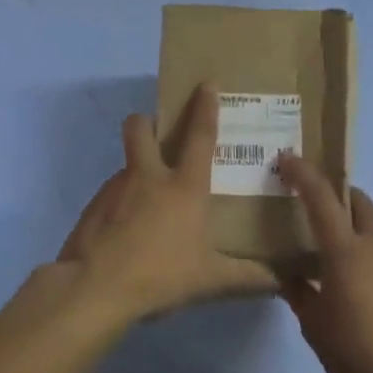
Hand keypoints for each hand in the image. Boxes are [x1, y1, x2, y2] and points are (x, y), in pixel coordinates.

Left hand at [56, 84, 278, 322]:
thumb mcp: (210, 280)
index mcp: (183, 187)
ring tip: (149, 207)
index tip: (206, 84)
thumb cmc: (160, 275)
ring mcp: (115, 188)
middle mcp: (147, 177)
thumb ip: (247, 277)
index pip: (199, 136)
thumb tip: (280, 281)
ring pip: (125, 164)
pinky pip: (111, 195)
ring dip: (137, 171)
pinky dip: (121, 205)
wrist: (94, 288)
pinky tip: (127, 233)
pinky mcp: (92, 207)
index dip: (204, 107)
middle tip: (159, 137)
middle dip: (148, 121)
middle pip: (140, 128)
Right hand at [277, 155, 372, 372]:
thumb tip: (291, 275)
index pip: (321, 198)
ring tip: (345, 265)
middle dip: (340, 197)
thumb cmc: (356, 354)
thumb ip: (300, 292)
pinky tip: (372, 291)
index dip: (303, 174)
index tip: (287, 160)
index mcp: (345, 251)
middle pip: (359, 203)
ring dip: (359, 233)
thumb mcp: (315, 326)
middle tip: (320, 210)